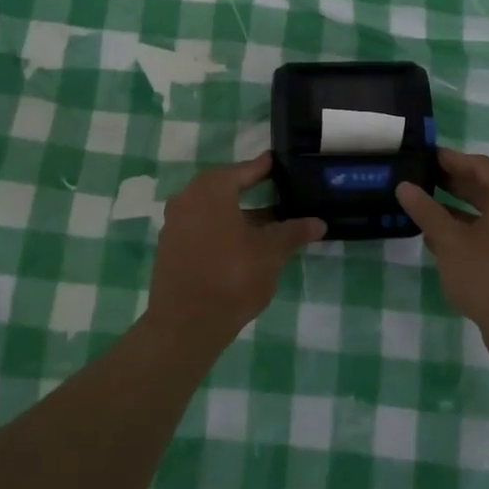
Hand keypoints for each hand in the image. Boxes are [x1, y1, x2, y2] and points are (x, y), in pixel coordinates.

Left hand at [147, 153, 324, 347]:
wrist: (185, 324)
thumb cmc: (232, 277)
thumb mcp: (271, 253)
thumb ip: (293, 232)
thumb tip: (318, 222)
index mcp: (211, 189)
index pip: (244, 170)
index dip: (264, 168)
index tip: (278, 163)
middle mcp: (187, 198)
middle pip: (224, 188)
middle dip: (250, 190)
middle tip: (275, 192)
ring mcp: (174, 224)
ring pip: (211, 209)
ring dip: (236, 213)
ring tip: (265, 223)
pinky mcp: (169, 248)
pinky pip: (199, 227)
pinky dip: (220, 229)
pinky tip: (240, 245)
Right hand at [397, 149, 488, 339]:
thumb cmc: (487, 275)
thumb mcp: (449, 241)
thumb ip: (426, 211)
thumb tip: (405, 186)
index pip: (479, 165)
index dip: (451, 159)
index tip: (425, 157)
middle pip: (484, 188)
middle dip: (452, 183)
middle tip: (420, 179)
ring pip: (486, 214)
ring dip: (456, 210)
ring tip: (423, 209)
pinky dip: (466, 231)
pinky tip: (439, 241)